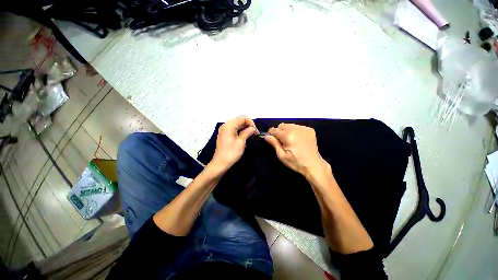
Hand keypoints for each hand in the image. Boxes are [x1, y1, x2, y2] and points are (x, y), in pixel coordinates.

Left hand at [210, 116, 257, 171]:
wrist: (220, 163)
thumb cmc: (231, 152)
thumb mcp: (241, 142)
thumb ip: (247, 132)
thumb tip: (253, 128)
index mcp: (229, 125)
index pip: (242, 118)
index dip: (251, 123)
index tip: (256, 131)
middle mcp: (226, 125)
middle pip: (239, 120)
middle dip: (248, 125)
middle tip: (255, 133)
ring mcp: (224, 130)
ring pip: (237, 125)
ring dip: (245, 128)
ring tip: (251, 135)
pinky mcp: (225, 135)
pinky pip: (234, 129)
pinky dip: (240, 131)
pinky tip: (245, 136)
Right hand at [265, 123, 329, 177]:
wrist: (313, 165)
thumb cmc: (296, 162)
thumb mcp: (282, 156)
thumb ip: (274, 144)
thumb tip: (267, 136)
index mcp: (288, 136)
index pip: (274, 129)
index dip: (271, 134)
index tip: (273, 140)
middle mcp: (295, 129)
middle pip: (281, 125)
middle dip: (279, 132)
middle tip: (283, 142)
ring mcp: (304, 128)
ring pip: (289, 125)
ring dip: (287, 131)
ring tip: (291, 140)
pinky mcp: (309, 129)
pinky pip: (297, 126)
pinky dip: (295, 131)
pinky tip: (298, 139)